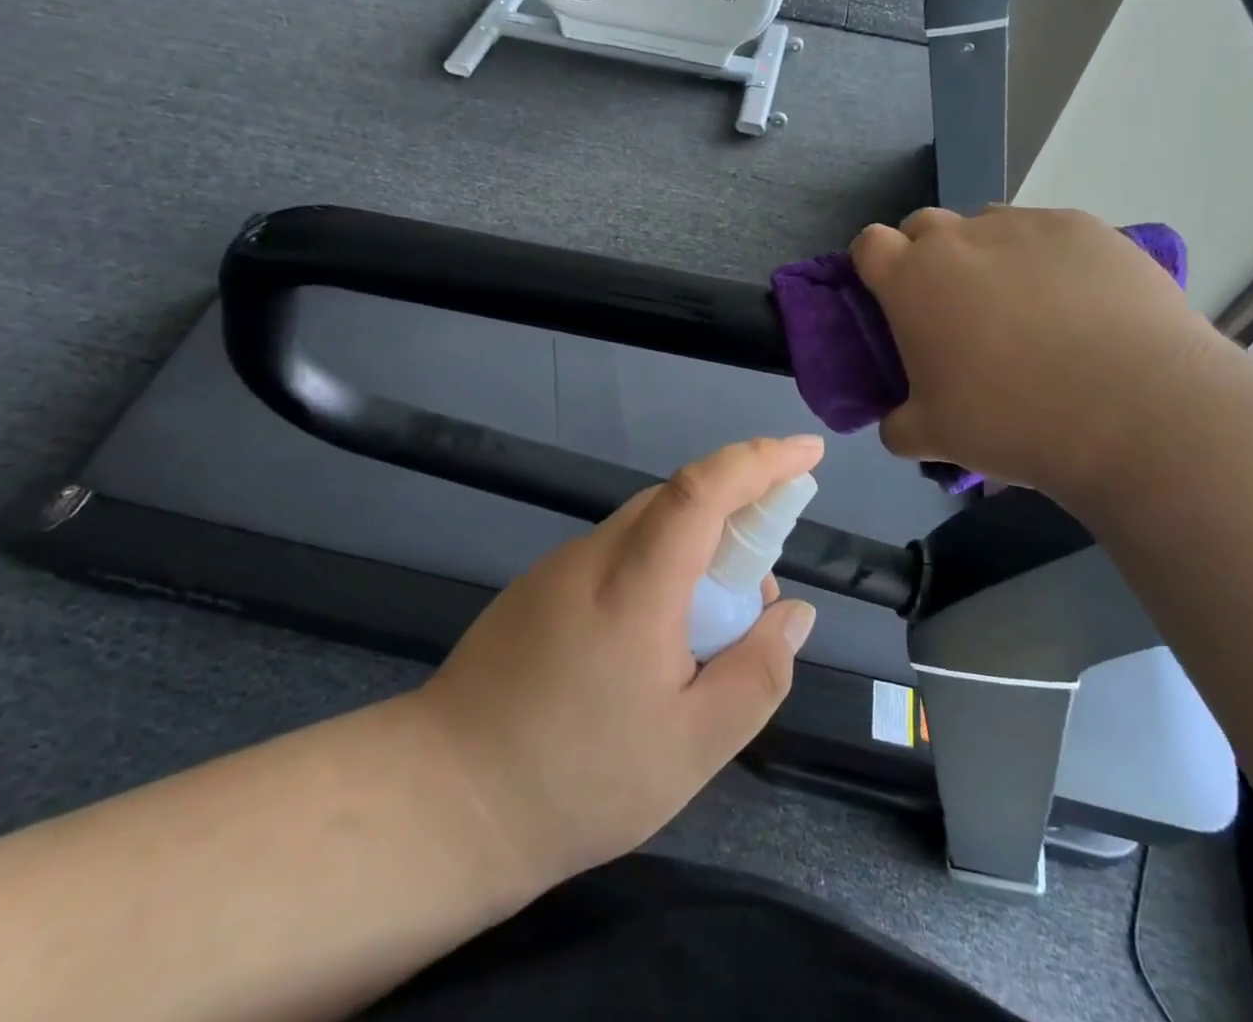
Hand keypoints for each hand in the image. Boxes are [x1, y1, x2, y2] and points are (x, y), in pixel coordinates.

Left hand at [412, 435, 823, 890]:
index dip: (759, 461)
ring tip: (710, 635)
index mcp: (635, 584)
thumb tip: (791, 613)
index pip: (703, 489)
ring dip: (695, 553)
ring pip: (647, 529)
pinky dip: (657, 572)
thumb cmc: (577, 779)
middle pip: (677, 502)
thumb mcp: (692, 748)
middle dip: (736, 520)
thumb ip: (756, 674)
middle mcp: (595, 555)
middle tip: (757, 597)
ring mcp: (559, 567)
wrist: (445, 799)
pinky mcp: (538, 587)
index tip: (806, 452)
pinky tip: (656, 643)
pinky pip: (617, 556)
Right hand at [851, 206, 1224, 498]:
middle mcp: (960, 238)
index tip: (893, 299)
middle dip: (927, 256)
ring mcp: (1025, 226)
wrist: (1138, 410)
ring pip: (987, 226)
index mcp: (911, 280)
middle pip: (924, 225)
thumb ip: (898, 423)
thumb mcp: (934, 438)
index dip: (875, 266)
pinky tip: (1079, 304)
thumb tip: (897, 421)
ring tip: (1025, 307)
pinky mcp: (1086, 228)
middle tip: (955, 308)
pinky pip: (1048, 233)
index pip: (869, 244)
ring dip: (987, 255)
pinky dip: (1048, 259)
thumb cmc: (1013, 420)